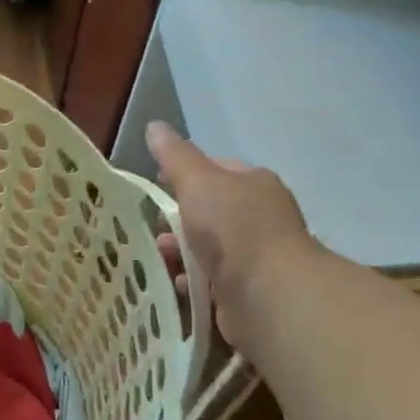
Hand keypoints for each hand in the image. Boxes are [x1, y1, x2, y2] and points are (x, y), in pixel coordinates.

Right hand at [146, 122, 318, 351]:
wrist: (267, 293)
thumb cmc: (233, 227)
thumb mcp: (198, 181)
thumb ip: (175, 156)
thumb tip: (154, 126)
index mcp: (255, 184)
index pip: (216, 170)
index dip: (183, 174)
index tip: (155, 184)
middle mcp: (260, 217)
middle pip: (208, 211)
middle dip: (177, 219)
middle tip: (152, 226)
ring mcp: (255, 257)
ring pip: (206, 247)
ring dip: (180, 251)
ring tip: (159, 257)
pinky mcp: (246, 291)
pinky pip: (209, 280)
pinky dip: (190, 281)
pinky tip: (175, 282)